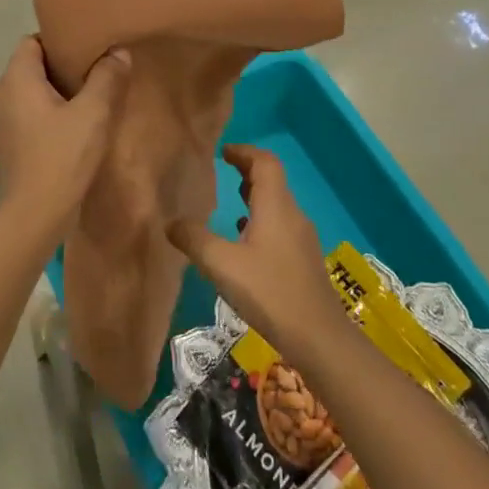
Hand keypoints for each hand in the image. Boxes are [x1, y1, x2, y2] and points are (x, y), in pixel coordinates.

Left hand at [0, 37, 130, 239]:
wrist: (33, 216)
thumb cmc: (61, 158)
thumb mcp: (93, 114)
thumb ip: (106, 78)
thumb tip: (117, 52)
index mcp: (14, 80)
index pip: (31, 42)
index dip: (58, 41)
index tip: (86, 52)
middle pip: (28, 68)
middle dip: (59, 69)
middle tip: (93, 76)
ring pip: (25, 95)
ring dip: (52, 95)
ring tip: (84, 104)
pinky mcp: (2, 148)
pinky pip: (23, 118)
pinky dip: (43, 117)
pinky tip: (68, 132)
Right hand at [165, 145, 340, 356]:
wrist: (318, 336)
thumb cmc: (269, 291)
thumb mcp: (221, 264)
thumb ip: (193, 239)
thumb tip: (170, 222)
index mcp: (275, 207)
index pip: (265, 162)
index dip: (244, 152)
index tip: (222, 152)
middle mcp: (292, 216)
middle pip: (273, 181)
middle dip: (247, 171)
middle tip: (222, 172)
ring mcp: (301, 239)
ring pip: (277, 205)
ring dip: (255, 197)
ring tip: (229, 203)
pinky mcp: (303, 260)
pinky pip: (280, 226)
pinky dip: (261, 221)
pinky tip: (244, 243)